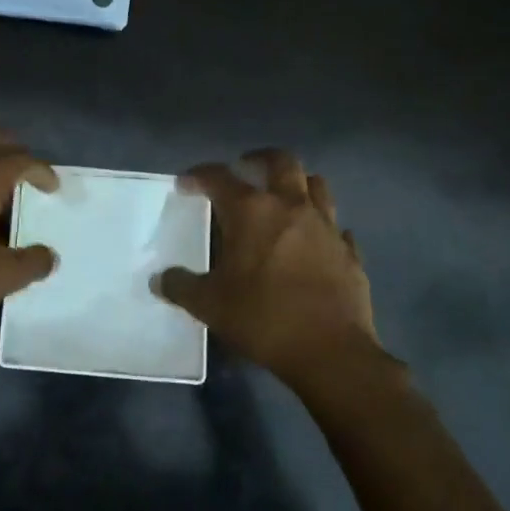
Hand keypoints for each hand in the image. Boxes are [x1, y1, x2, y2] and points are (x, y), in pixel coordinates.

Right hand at [155, 149, 391, 393]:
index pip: (219, 177)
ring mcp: (326, 226)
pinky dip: (323, 226)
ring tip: (283, 197)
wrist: (330, 351)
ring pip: (316, 185)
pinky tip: (314, 242)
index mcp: (251, 211)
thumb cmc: (262, 318)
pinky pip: (337, 226)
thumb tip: (160, 280)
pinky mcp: (349, 251)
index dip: (198, 176)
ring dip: (297, 183)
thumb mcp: (209, 305)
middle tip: (245, 168)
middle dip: (260, 159)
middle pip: (281, 162)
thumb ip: (181, 286)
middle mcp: (291, 207)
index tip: (186, 184)